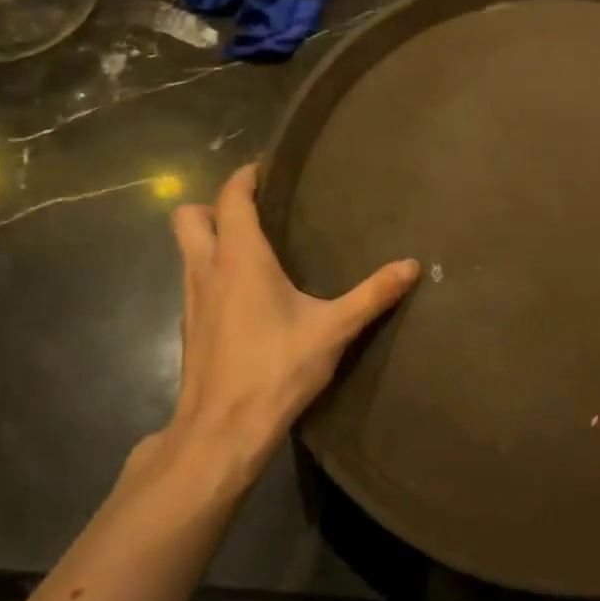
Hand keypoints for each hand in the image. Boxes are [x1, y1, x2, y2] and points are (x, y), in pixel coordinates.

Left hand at [128, 163, 418, 497]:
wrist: (223, 430)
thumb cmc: (276, 368)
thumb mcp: (334, 329)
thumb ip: (373, 294)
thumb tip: (412, 265)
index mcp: (240, 257)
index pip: (232, 197)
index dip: (245, 177)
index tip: (267, 170)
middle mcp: (207, 269)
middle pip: (189, 216)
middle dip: (216, 205)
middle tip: (256, 214)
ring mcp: (191, 299)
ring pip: (187, 250)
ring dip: (211, 239)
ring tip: (255, 250)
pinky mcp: (189, 327)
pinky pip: (194, 280)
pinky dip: (212, 272)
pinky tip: (245, 297)